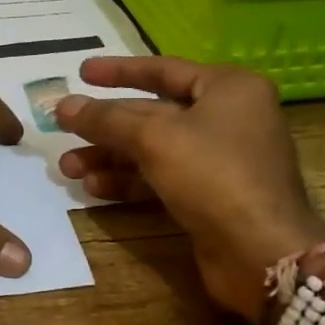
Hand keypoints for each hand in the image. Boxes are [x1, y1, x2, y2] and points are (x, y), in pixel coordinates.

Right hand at [54, 57, 324, 320]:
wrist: (262, 254)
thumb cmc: (214, 175)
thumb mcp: (154, 138)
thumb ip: (105, 119)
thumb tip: (62, 105)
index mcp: (229, 88)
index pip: (163, 69)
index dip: (119, 71)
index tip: (81, 72)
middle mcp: (228, 118)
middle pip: (153, 114)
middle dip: (105, 126)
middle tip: (62, 129)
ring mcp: (221, 160)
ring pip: (153, 150)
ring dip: (110, 157)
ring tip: (68, 169)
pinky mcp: (211, 197)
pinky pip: (161, 179)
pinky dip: (128, 182)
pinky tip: (94, 190)